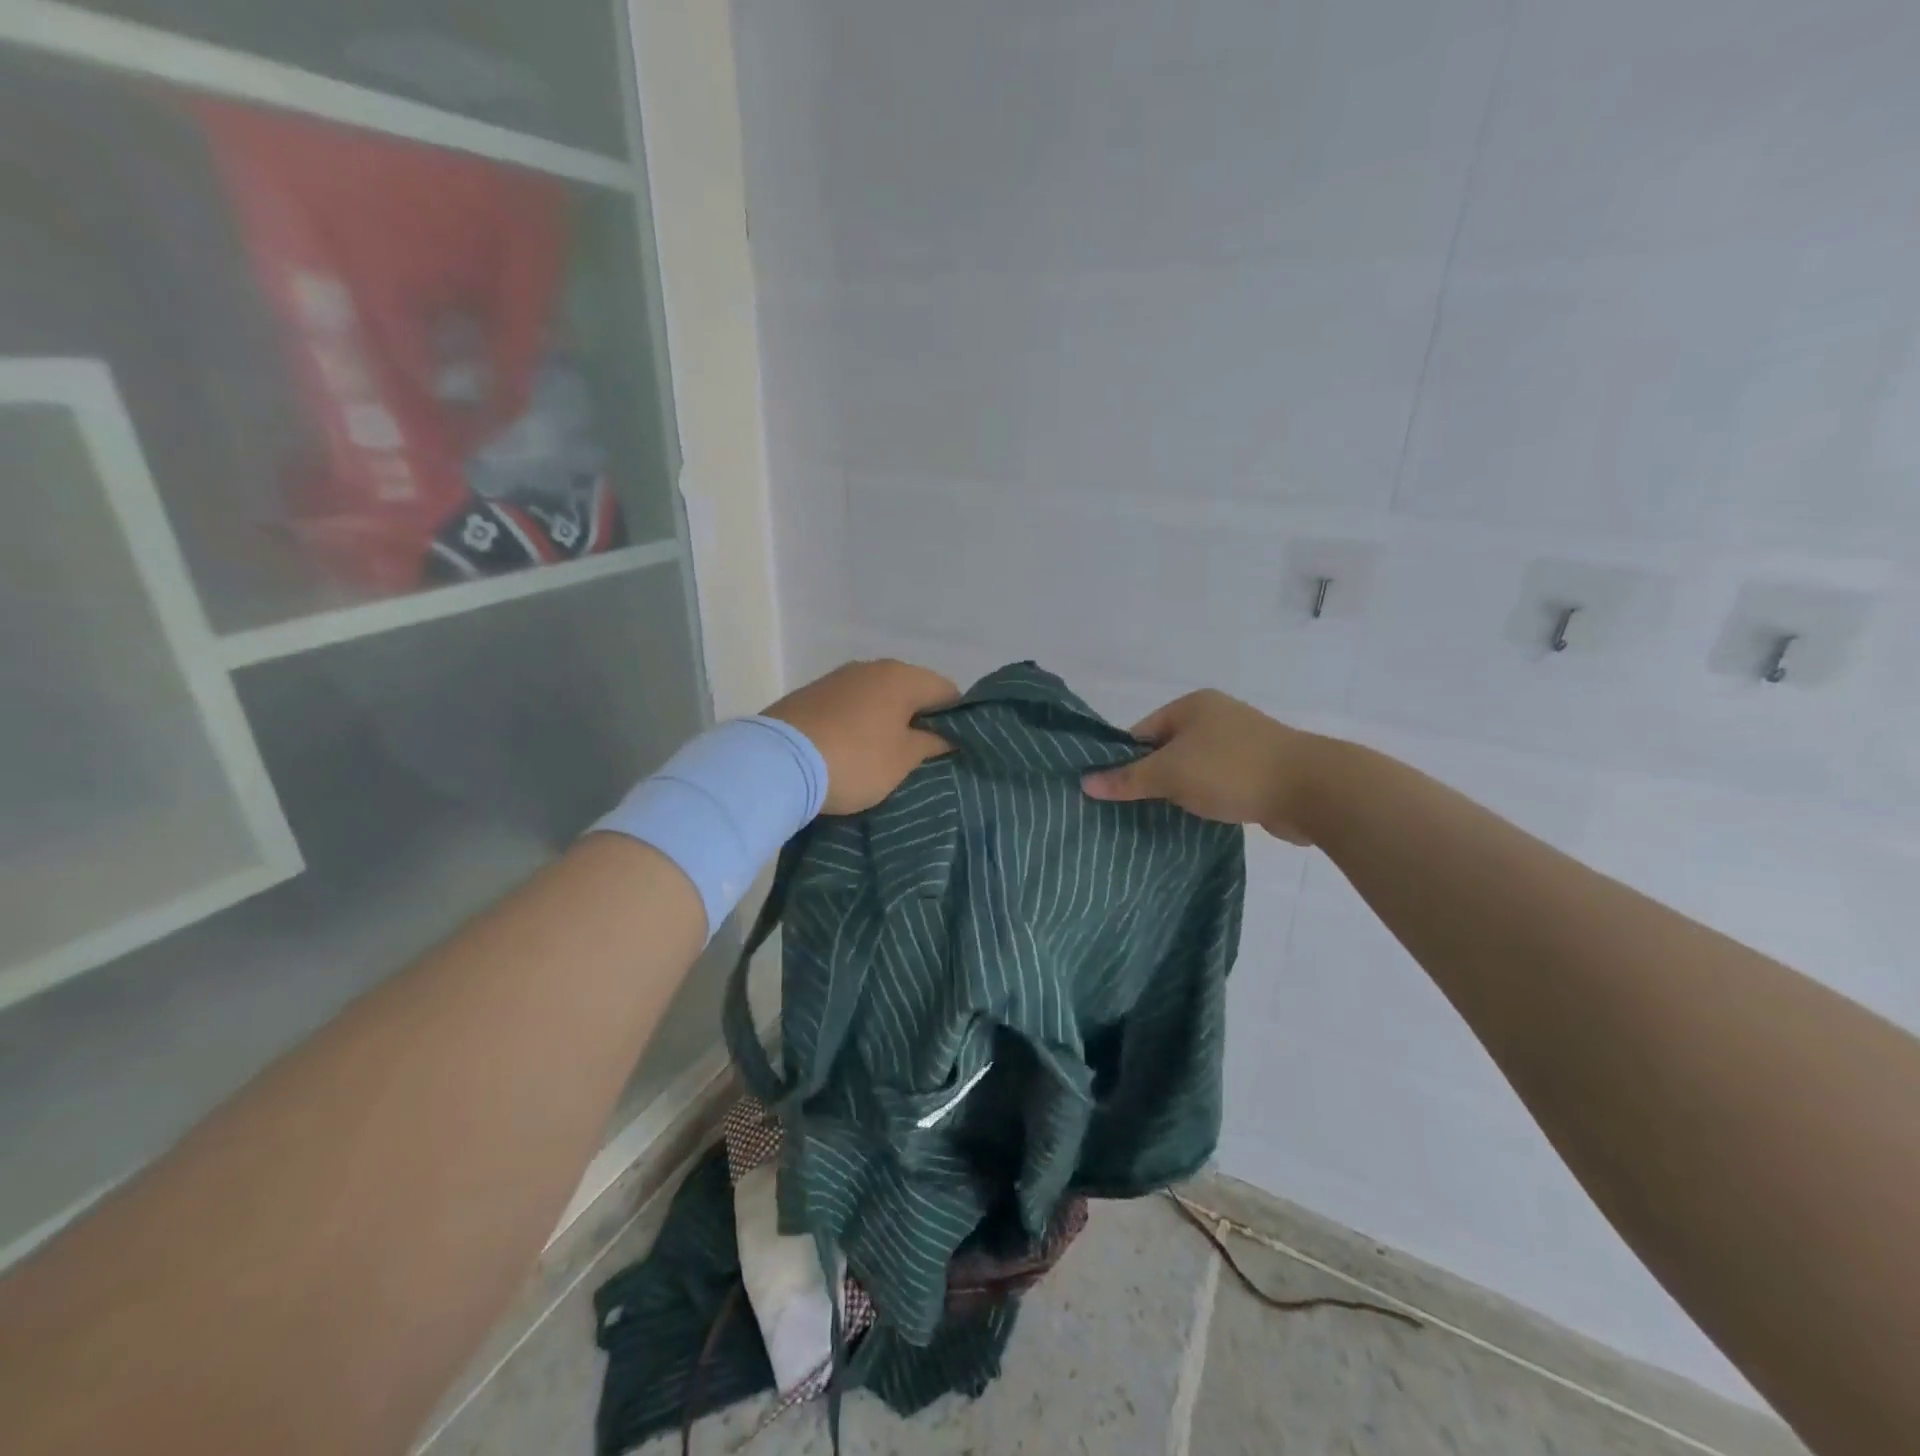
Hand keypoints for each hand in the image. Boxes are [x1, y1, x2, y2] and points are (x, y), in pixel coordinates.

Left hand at [764, 659, 957, 814]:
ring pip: (877, 697)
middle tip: (919, 757)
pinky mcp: (809, 694)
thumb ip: (932, 744)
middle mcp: (871, 667)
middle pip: (910, 691)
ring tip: (882, 756)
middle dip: (918, 720)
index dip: (955, 720)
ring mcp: (836, 678)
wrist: (776, 763)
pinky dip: (856, 722)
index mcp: (902, 676)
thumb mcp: (903, 760)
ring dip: (885, 721)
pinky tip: (850, 749)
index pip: (947, 691)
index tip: (950, 749)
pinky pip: (848, 706)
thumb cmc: (855, 760)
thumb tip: (948, 736)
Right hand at [1081, 689, 1322, 844]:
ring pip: (1194, 769)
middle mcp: (1216, 718)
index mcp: (1193, 706)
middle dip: (1151, 779)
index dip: (1124, 760)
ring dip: (1179, 791)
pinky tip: (1196, 819)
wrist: (1312, 790)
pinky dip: (1205, 798)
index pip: (1142, 731)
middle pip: (1167, 750)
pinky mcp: (1260, 771)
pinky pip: (1218, 783)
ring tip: (1160, 818)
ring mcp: (1241, 743)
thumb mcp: (1170, 774)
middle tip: (1131, 809)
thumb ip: (1128, 779)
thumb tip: (1085, 782)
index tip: (1112, 791)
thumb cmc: (1231, 770)